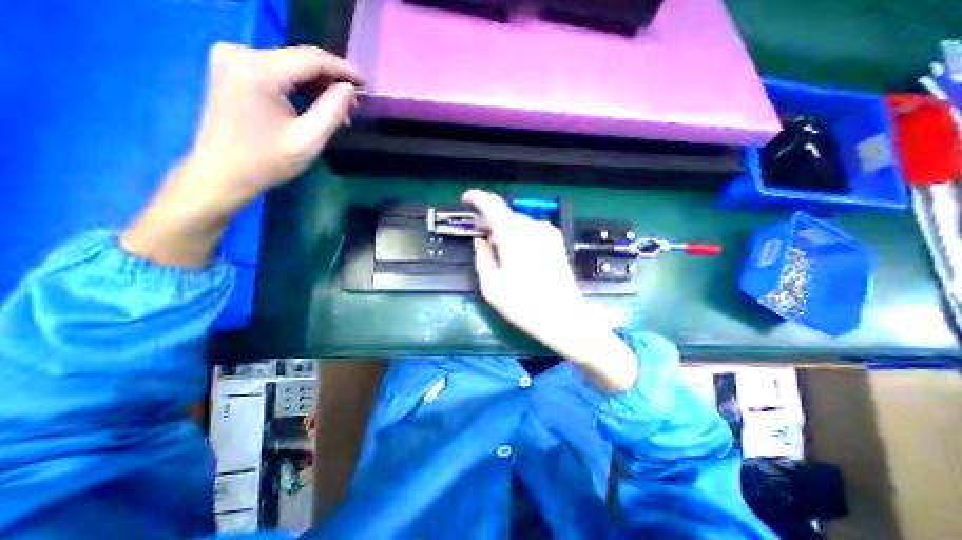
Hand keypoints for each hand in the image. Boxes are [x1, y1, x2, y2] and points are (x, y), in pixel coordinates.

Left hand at [190, 42, 363, 205]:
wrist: (223, 172)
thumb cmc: (268, 161)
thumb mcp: (309, 139)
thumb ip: (332, 110)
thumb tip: (350, 89)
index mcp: (259, 70)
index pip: (310, 59)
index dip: (342, 69)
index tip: (365, 84)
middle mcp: (241, 53)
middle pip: (299, 59)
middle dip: (331, 80)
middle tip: (355, 104)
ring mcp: (233, 59)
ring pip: (290, 64)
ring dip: (318, 85)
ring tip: (340, 110)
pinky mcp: (232, 69)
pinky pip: (277, 71)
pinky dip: (301, 86)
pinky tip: (317, 104)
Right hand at [464, 190, 637, 391]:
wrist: (564, 316)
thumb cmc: (523, 304)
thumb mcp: (491, 285)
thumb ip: (482, 258)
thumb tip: (480, 242)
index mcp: (512, 234)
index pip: (492, 204)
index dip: (476, 197)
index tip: (466, 200)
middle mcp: (531, 227)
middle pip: (505, 215)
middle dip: (489, 221)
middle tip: (478, 234)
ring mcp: (547, 233)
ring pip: (518, 223)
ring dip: (504, 230)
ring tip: (497, 247)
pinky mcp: (556, 242)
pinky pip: (531, 230)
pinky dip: (519, 235)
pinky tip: (517, 252)